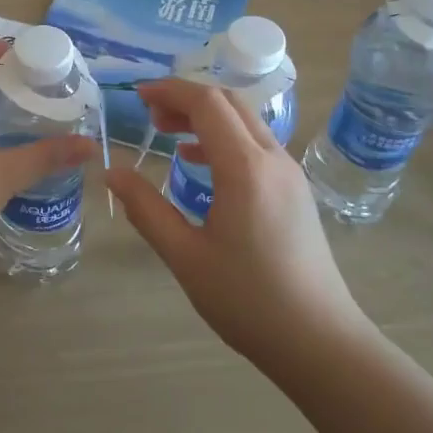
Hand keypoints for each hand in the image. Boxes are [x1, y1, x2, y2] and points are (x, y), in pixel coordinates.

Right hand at [106, 78, 366, 365]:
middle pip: (229, 103)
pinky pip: (256, 145)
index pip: (207, 103)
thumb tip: (113, 173)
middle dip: (186, 98)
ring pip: (245, 122)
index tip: (137, 96)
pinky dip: (224, 138)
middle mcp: (273, 159)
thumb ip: (147, 209)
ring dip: (206, 117)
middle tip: (149, 114)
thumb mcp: (185, 256)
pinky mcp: (296, 191)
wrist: (320, 341)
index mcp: (245, 168)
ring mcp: (289, 174)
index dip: (170, 91)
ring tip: (167, 133)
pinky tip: (199, 163)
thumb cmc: (248, 300)